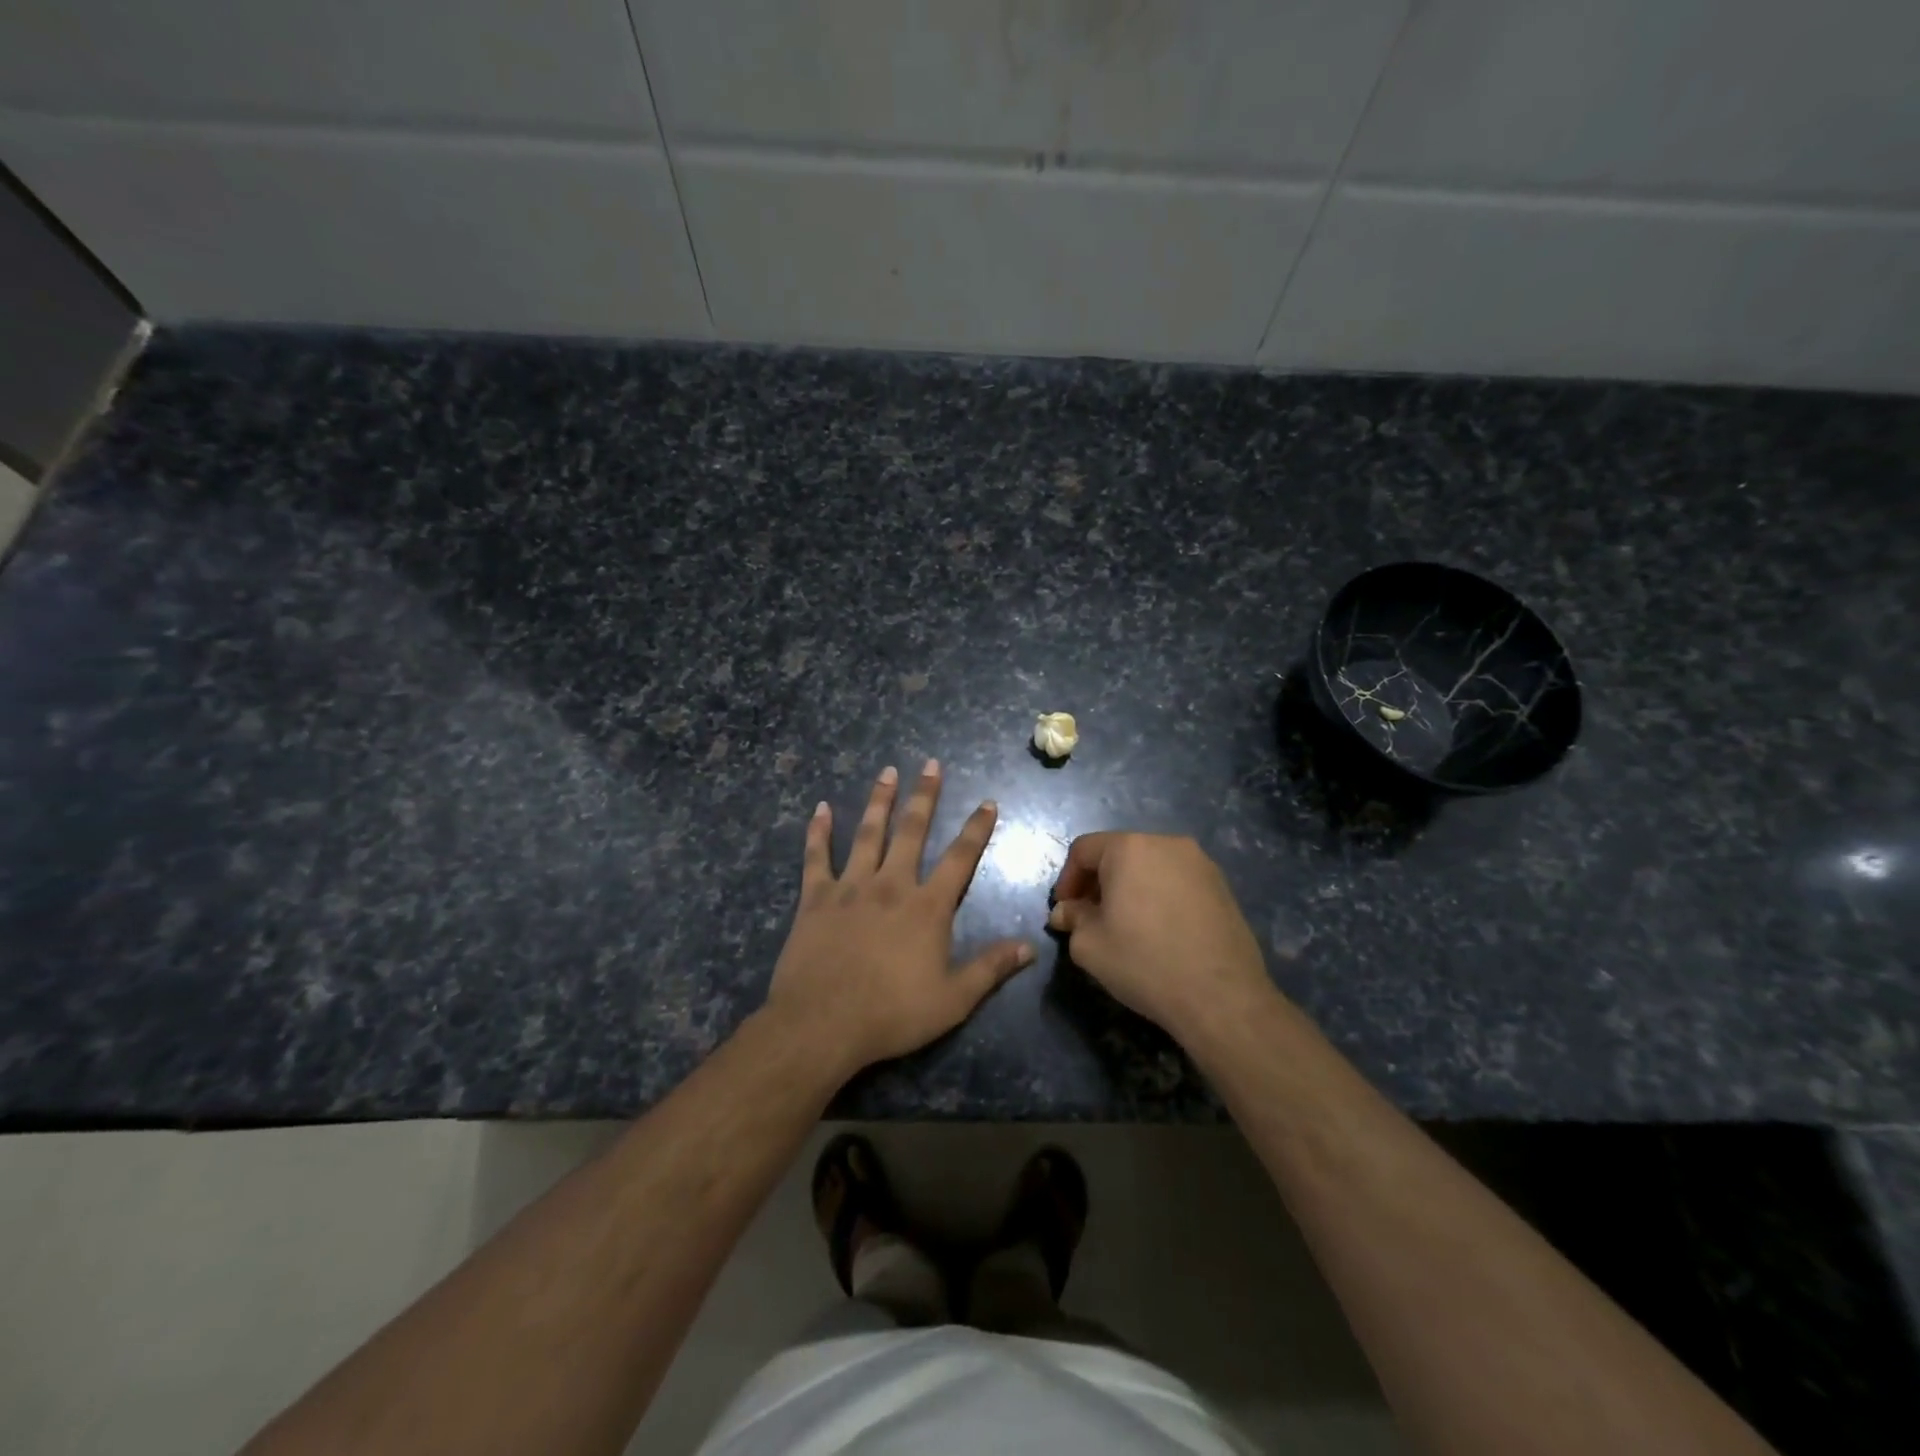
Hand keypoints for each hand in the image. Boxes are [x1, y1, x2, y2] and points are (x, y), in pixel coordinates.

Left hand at [765, 760, 1034, 1077]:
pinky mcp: (815, 898)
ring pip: (868, 834)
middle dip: (924, 796)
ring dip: (879, 801)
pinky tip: (821, 808)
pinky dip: (819, 831)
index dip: (976, 829)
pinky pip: (817, 857)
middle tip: (930, 764)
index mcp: (927, 907)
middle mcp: (891, 885)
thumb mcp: (953, 1000)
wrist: (822, 1024)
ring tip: (887, 772)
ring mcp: (851, 887)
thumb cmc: (892, 1014)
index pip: (960, 858)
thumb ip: (991, 968)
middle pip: (911, 831)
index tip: (987, 802)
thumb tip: (1030, 946)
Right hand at [1047, 833, 1274, 1045]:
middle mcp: (1166, 843)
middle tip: (1091, 918)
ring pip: (1150, 866)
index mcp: (1129, 848)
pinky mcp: (1222, 885)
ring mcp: (1200, 862)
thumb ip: (1072, 919)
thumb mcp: (1089, 945)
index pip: (1084, 850)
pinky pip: (1177, 881)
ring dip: (1130, 888)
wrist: (1221, 997)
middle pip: (1119, 854)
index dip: (1067, 880)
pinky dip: (1160, 896)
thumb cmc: (1144, 962)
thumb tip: (1066, 912)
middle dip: (1099, 883)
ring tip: (1127, 925)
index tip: (1065, 911)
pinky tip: (1160, 931)